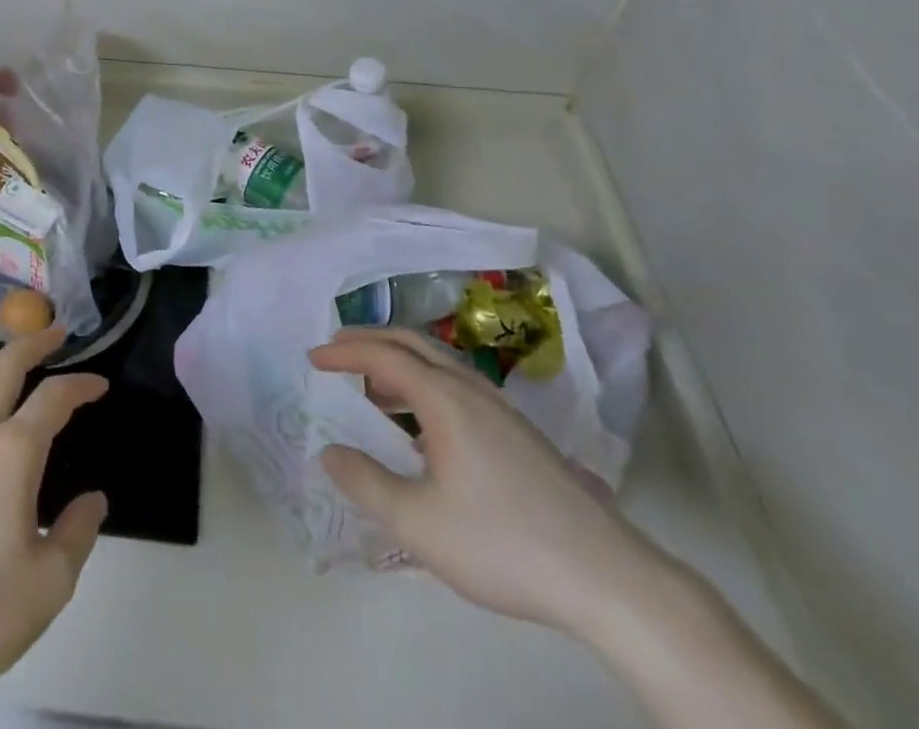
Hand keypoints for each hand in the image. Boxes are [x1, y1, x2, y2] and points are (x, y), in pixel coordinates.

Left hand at [0, 328, 107, 727]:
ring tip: (15, 368)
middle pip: (6, 364)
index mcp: (13, 452)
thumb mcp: (46, 587)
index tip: (100, 384)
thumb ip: (77, 535)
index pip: (54, 397)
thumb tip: (94, 500)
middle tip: (57, 332)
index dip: (82, 384)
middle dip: (35, 341)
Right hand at [308, 327, 667, 639]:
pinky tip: (422, 427)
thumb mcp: (419, 524)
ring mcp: (500, 410)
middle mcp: (472, 390)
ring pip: (439, 364)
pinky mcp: (518, 433)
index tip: (312, 356)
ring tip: (372, 388)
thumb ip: (367, 483)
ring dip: (399, 363)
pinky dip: (424, 384)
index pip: (384, 355)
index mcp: (446, 400)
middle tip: (336, 351)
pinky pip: (457, 385)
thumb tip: (329, 452)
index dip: (344, 351)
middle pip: (413, 344)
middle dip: (370, 341)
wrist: (606, 577)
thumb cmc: (502, 544)